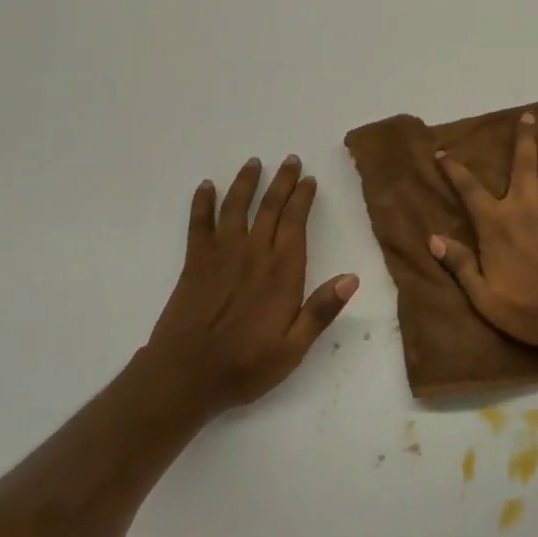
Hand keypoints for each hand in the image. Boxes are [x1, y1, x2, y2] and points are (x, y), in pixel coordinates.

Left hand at [144, 156, 357, 415]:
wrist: (185, 376)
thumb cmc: (245, 366)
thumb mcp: (293, 348)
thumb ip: (321, 311)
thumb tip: (352, 277)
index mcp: (281, 272)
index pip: (296, 223)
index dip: (303, 198)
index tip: (309, 179)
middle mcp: (253, 253)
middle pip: (270, 208)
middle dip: (282, 182)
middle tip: (291, 160)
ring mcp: (221, 255)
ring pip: (236, 207)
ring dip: (246, 183)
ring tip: (254, 163)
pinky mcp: (194, 262)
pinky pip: (199, 224)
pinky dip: (202, 202)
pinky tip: (206, 187)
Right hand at [430, 113, 537, 352]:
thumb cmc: (529, 310)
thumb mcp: (483, 296)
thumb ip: (459, 264)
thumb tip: (432, 239)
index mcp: (497, 223)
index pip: (469, 189)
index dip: (453, 169)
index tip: (443, 151)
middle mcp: (528, 205)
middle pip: (523, 162)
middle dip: (523, 137)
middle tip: (527, 115)